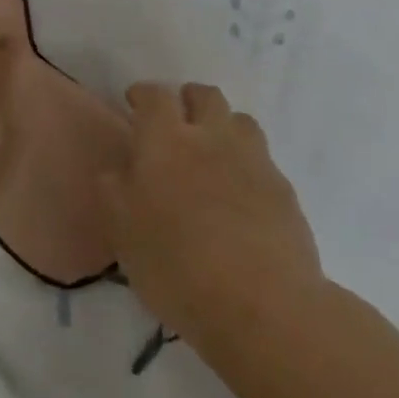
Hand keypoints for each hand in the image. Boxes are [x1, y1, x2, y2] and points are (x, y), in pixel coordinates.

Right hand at [99, 83, 323, 356]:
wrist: (261, 303)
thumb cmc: (176, 266)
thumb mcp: (123, 233)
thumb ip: (115, 191)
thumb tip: (119, 170)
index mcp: (166, 142)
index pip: (155, 97)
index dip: (143, 94)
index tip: (134, 102)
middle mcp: (212, 137)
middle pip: (205, 96)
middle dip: (188, 99)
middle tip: (177, 121)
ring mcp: (253, 160)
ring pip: (240, 121)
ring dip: (223, 126)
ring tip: (213, 153)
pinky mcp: (283, 189)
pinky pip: (262, 160)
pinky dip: (247, 165)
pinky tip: (240, 195)